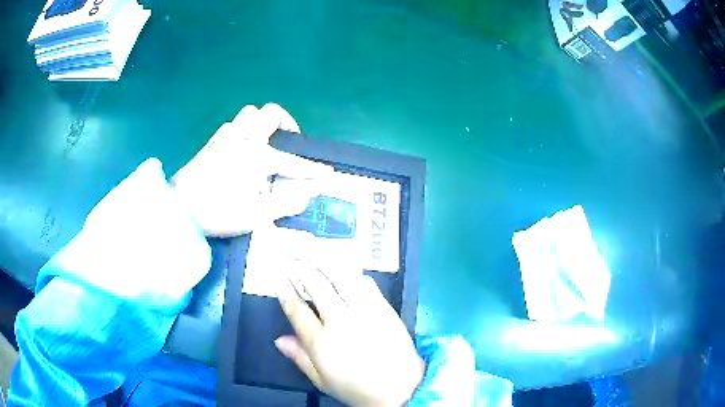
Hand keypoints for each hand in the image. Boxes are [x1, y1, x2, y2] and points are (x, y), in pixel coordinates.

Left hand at [171, 103, 331, 236]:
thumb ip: (285, 203)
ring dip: (260, 124)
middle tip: (289, 142)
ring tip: (263, 143)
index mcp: (257, 158)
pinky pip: (230, 126)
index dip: (311, 170)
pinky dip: (240, 131)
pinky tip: (239, 148)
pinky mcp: (210, 145)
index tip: (327, 174)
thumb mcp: (256, 215)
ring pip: (247, 115)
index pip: (292, 163)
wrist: (178, 209)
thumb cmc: (218, 212)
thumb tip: (307, 195)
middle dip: (286, 123)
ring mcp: (224, 140)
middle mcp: (243, 141)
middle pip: (269, 114)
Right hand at [275, 257, 424, 405]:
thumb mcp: (322, 380)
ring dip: (324, 262)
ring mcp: (364, 311)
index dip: (286, 291)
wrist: (401, 388)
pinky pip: (365, 282)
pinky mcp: (383, 307)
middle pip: (316, 285)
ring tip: (312, 251)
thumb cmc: (357, 388)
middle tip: (292, 255)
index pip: (297, 310)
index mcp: (321, 342)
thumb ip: (299, 358)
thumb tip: (278, 339)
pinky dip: (351, 273)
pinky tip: (343, 269)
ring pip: (340, 277)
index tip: (279, 277)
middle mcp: (340, 321)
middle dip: (301, 267)